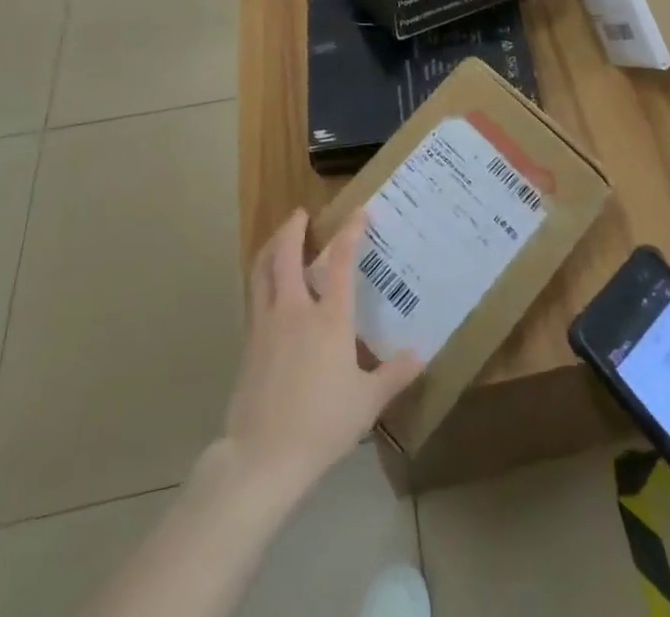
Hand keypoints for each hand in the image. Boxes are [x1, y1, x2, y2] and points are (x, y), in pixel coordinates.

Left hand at [218, 209, 422, 500]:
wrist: (262, 457)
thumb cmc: (322, 424)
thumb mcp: (367, 402)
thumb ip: (393, 374)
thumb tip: (420, 354)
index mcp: (329, 318)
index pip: (341, 261)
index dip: (351, 232)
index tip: (359, 211)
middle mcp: (295, 311)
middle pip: (286, 255)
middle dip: (293, 229)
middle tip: (301, 213)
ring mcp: (266, 326)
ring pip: (262, 272)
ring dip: (270, 248)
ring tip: (278, 239)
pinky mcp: (249, 345)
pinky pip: (255, 298)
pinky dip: (261, 279)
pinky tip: (268, 289)